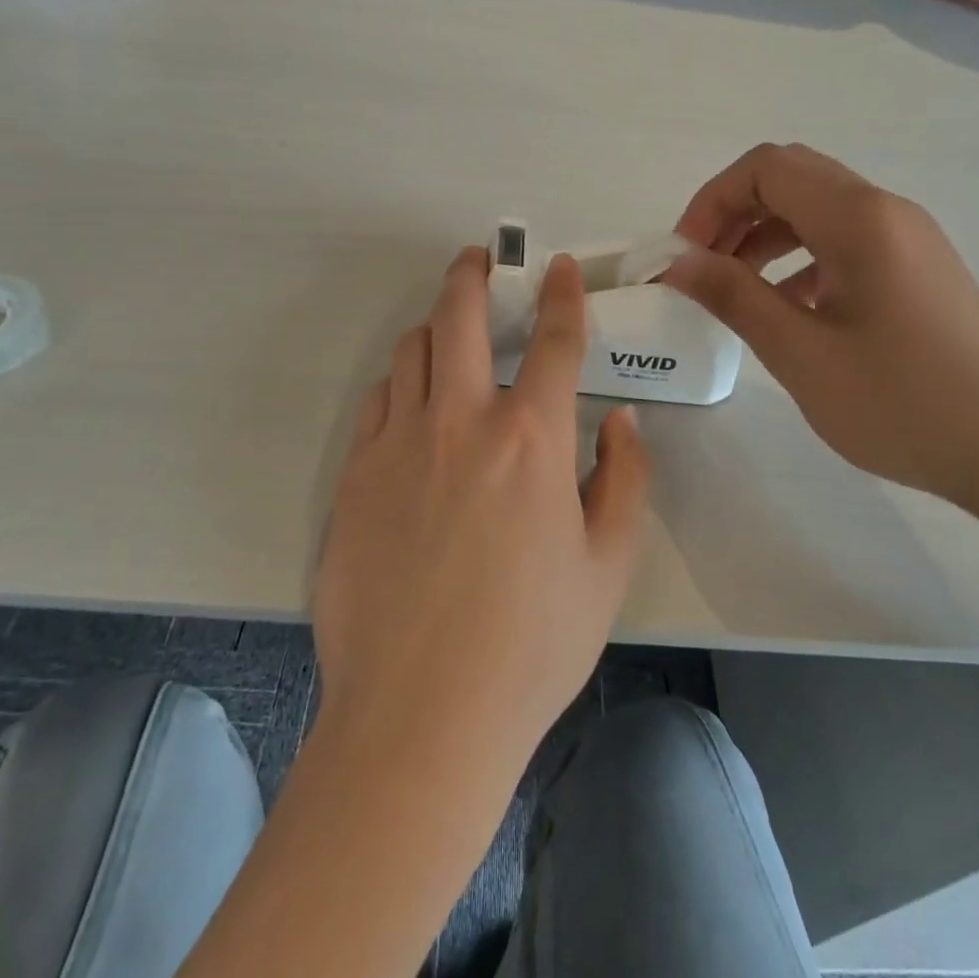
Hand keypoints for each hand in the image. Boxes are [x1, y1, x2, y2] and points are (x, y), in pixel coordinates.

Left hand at [313, 246, 649, 766]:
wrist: (419, 717)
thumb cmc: (530, 646)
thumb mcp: (607, 566)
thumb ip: (624, 480)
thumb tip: (622, 421)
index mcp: (532, 439)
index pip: (556, 341)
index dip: (561, 295)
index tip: (555, 268)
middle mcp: (462, 422)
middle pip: (460, 317)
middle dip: (472, 274)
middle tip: (479, 260)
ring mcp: (398, 443)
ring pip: (411, 351)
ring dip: (434, 327)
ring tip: (449, 333)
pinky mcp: (353, 475)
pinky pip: (377, 401)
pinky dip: (400, 384)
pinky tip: (412, 403)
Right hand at [662, 143, 978, 510]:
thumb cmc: (904, 403)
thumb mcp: (802, 354)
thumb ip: (734, 297)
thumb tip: (676, 263)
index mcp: (859, 219)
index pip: (766, 168)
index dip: (712, 201)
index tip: (685, 257)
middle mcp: (887, 212)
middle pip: (792, 179)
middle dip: (734, 214)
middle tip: (703, 269)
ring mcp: (909, 240)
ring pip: (818, 211)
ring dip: (765, 237)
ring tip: (735, 292)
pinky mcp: (918, 271)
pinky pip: (845, 243)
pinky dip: (801, 261)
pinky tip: (788, 311)